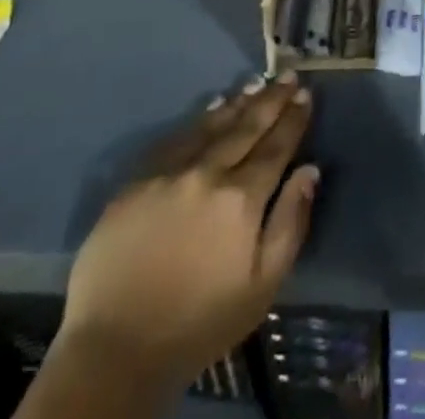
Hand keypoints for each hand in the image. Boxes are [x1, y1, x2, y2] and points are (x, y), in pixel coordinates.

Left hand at [59, 74, 317, 390]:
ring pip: (213, 126)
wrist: (114, 348)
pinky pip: (177, 137)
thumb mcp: (261, 287)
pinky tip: (212, 107)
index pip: (276, 147)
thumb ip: (290, 224)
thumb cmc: (199, 323)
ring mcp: (170, 172)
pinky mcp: (139, 179)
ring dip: (239, 102)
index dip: (293, 119)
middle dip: (271, 100)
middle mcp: (208, 172)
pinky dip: (200, 119)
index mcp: (241, 199)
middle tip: (287, 75)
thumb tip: (310, 170)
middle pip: (247, 127)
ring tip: (256, 84)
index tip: (305, 94)